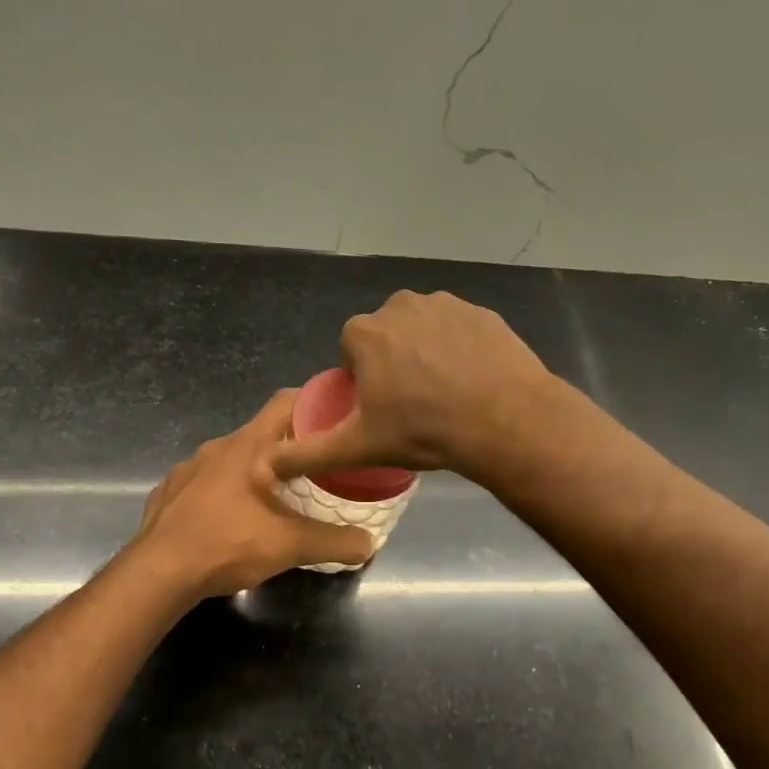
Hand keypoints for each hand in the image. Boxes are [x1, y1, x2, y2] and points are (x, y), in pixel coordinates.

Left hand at [135, 390, 376, 598]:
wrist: (156, 573)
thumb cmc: (226, 545)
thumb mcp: (288, 546)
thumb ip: (333, 542)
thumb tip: (369, 543)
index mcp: (248, 447)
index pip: (286, 402)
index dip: (314, 402)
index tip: (338, 418)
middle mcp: (217, 447)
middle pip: (262, 432)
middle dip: (291, 446)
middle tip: (318, 466)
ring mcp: (188, 468)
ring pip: (233, 459)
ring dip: (257, 471)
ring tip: (278, 497)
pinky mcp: (170, 491)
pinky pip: (206, 481)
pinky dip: (226, 491)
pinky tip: (233, 519)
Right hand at [270, 291, 555, 485]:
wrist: (504, 421)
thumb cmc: (423, 431)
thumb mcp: (357, 448)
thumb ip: (308, 453)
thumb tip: (265, 465)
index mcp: (365, 332)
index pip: (351, 351)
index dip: (363, 379)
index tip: (382, 407)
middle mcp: (400, 305)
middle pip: (386, 336)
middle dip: (393, 362)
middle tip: (413, 403)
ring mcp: (445, 304)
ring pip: (422, 329)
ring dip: (426, 352)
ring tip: (445, 392)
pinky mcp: (482, 311)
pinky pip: (459, 329)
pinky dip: (460, 348)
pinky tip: (472, 379)